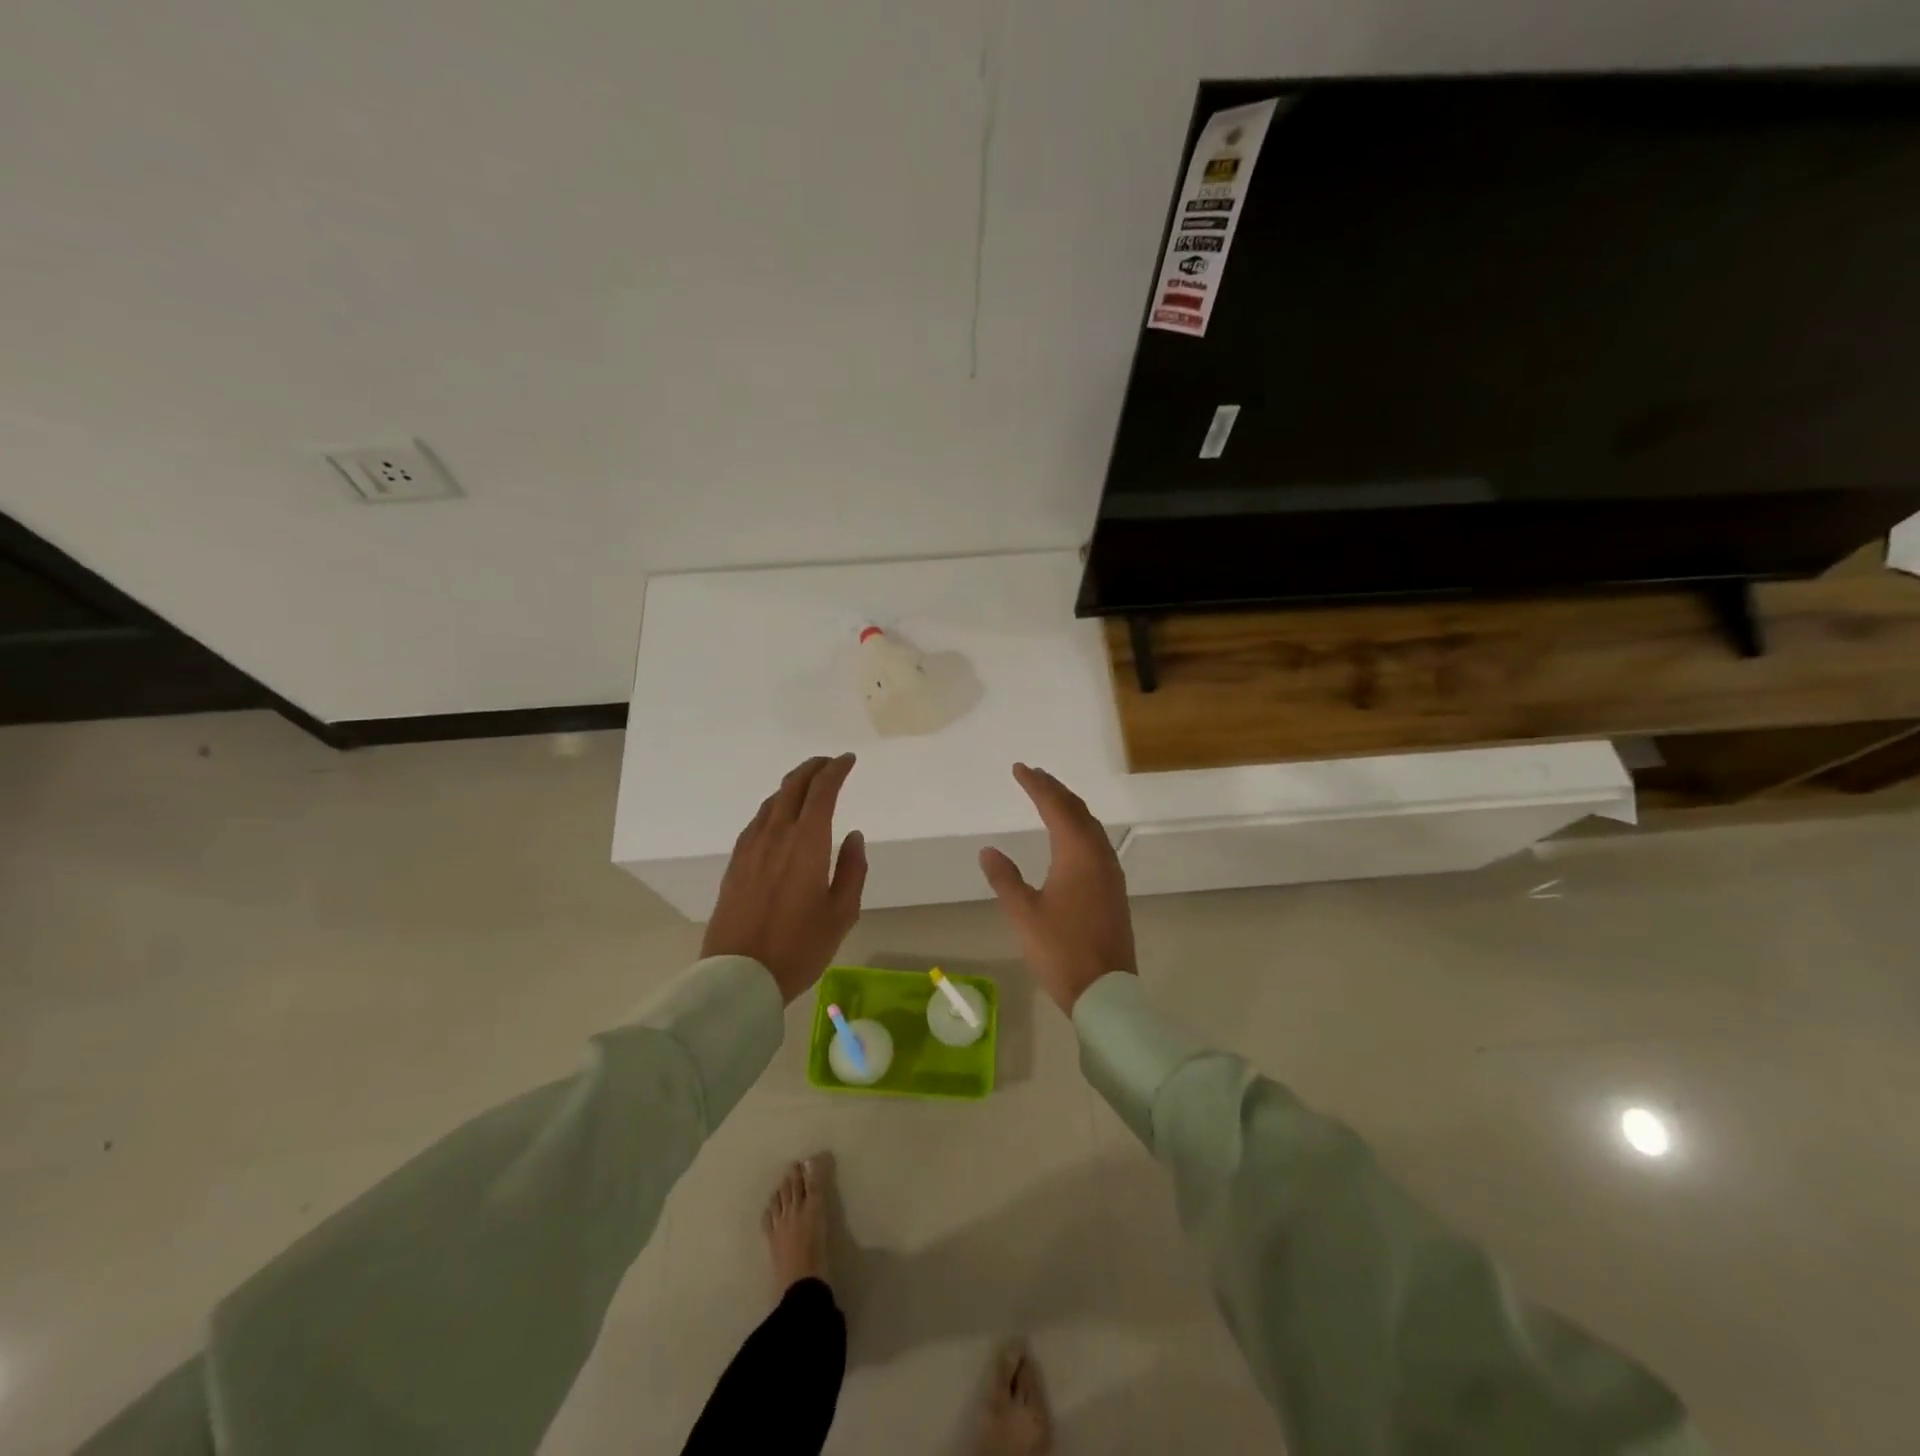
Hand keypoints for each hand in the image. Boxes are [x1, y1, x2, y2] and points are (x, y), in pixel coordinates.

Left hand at [703, 754, 867, 1003]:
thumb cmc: (800, 946)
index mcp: (807, 842)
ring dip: (792, 786)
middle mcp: (776, 835)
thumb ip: (852, 869)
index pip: (822, 791)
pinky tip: (778, 818)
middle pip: (792, 786)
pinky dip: (774, 807)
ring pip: (772, 801)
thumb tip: (852, 836)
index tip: (848, 760)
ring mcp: (751, 848)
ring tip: (807, 786)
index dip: (836, 770)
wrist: (739, 975)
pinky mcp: (735, 863)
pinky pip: (757, 821)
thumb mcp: (842, 913)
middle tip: (829, 763)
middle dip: (813, 768)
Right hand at [979, 763, 1135, 1012]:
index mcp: (1077, 855)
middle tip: (1034, 775)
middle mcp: (1098, 856)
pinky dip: (1081, 827)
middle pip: (1078, 810)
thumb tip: (988, 850)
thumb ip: (1006, 879)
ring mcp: (1111, 872)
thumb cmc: (1061, 950)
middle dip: (1055, 789)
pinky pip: (1097, 842)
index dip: (1037, 785)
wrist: (1105, 990)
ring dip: (1070, 807)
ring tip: (1050, 796)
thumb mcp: (1025, 914)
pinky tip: (1071, 836)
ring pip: (1091, 826)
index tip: (1019, 768)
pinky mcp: (1114, 889)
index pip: (1055, 807)